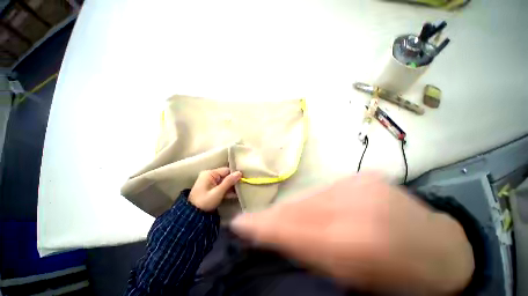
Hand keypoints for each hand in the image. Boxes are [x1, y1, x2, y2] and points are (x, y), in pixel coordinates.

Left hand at [189, 167, 241, 211]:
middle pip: (226, 176)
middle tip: (242, 187)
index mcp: (210, 173)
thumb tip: (240, 172)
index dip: (235, 175)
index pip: (226, 170)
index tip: (243, 180)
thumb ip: (229, 182)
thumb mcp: (218, 192)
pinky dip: (227, 190)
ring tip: (240, 192)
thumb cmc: (205, 202)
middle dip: (234, 182)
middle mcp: (210, 175)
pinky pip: (221, 186)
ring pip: (225, 182)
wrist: (193, 216)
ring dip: (231, 187)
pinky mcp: (211, 188)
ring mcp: (210, 182)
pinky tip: (235, 195)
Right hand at [230, 172, 473, 294]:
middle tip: (253, 220)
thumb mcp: (358, 284)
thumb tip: (279, 240)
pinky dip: (310, 201)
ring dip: (292, 208)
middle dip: (274, 215)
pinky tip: (309, 209)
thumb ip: (314, 258)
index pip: (295, 228)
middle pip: (299, 207)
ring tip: (278, 216)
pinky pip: (323, 190)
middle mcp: (356, 202)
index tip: (240, 223)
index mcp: (360, 240)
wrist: (443, 249)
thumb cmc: (405, 281)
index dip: (265, 225)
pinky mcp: (362, 176)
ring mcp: (360, 182)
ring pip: (309, 196)